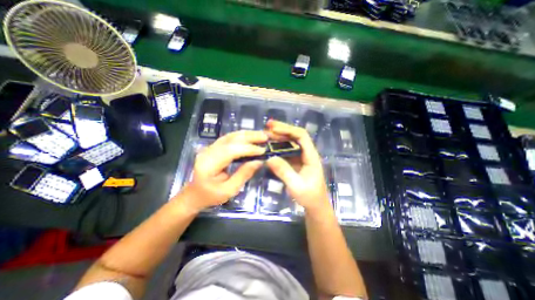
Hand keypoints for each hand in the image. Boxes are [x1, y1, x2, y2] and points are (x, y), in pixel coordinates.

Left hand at [175, 131, 267, 212]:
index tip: (263, 150)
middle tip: (265, 137)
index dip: (248, 149)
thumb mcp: (229, 190)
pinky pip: (229, 138)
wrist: (195, 194)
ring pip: (230, 136)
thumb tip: (259, 162)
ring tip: (261, 135)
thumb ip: (244, 174)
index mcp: (208, 164)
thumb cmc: (211, 196)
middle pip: (230, 139)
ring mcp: (209, 147)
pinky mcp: (214, 147)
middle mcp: (207, 152)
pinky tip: (251, 137)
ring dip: (247, 134)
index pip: (230, 151)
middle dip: (250, 137)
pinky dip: (242, 136)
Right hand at [266, 121, 332, 213]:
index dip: (288, 130)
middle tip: (267, 126)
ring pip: (291, 142)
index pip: (302, 136)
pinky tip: (270, 146)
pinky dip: (278, 146)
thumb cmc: (309, 196)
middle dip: (282, 129)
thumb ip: (284, 171)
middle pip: (296, 136)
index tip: (274, 128)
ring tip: (266, 134)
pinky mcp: (296, 162)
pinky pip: (287, 151)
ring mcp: (301, 157)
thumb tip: (269, 158)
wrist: (315, 205)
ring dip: (279, 137)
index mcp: (311, 156)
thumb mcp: (296, 186)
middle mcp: (306, 153)